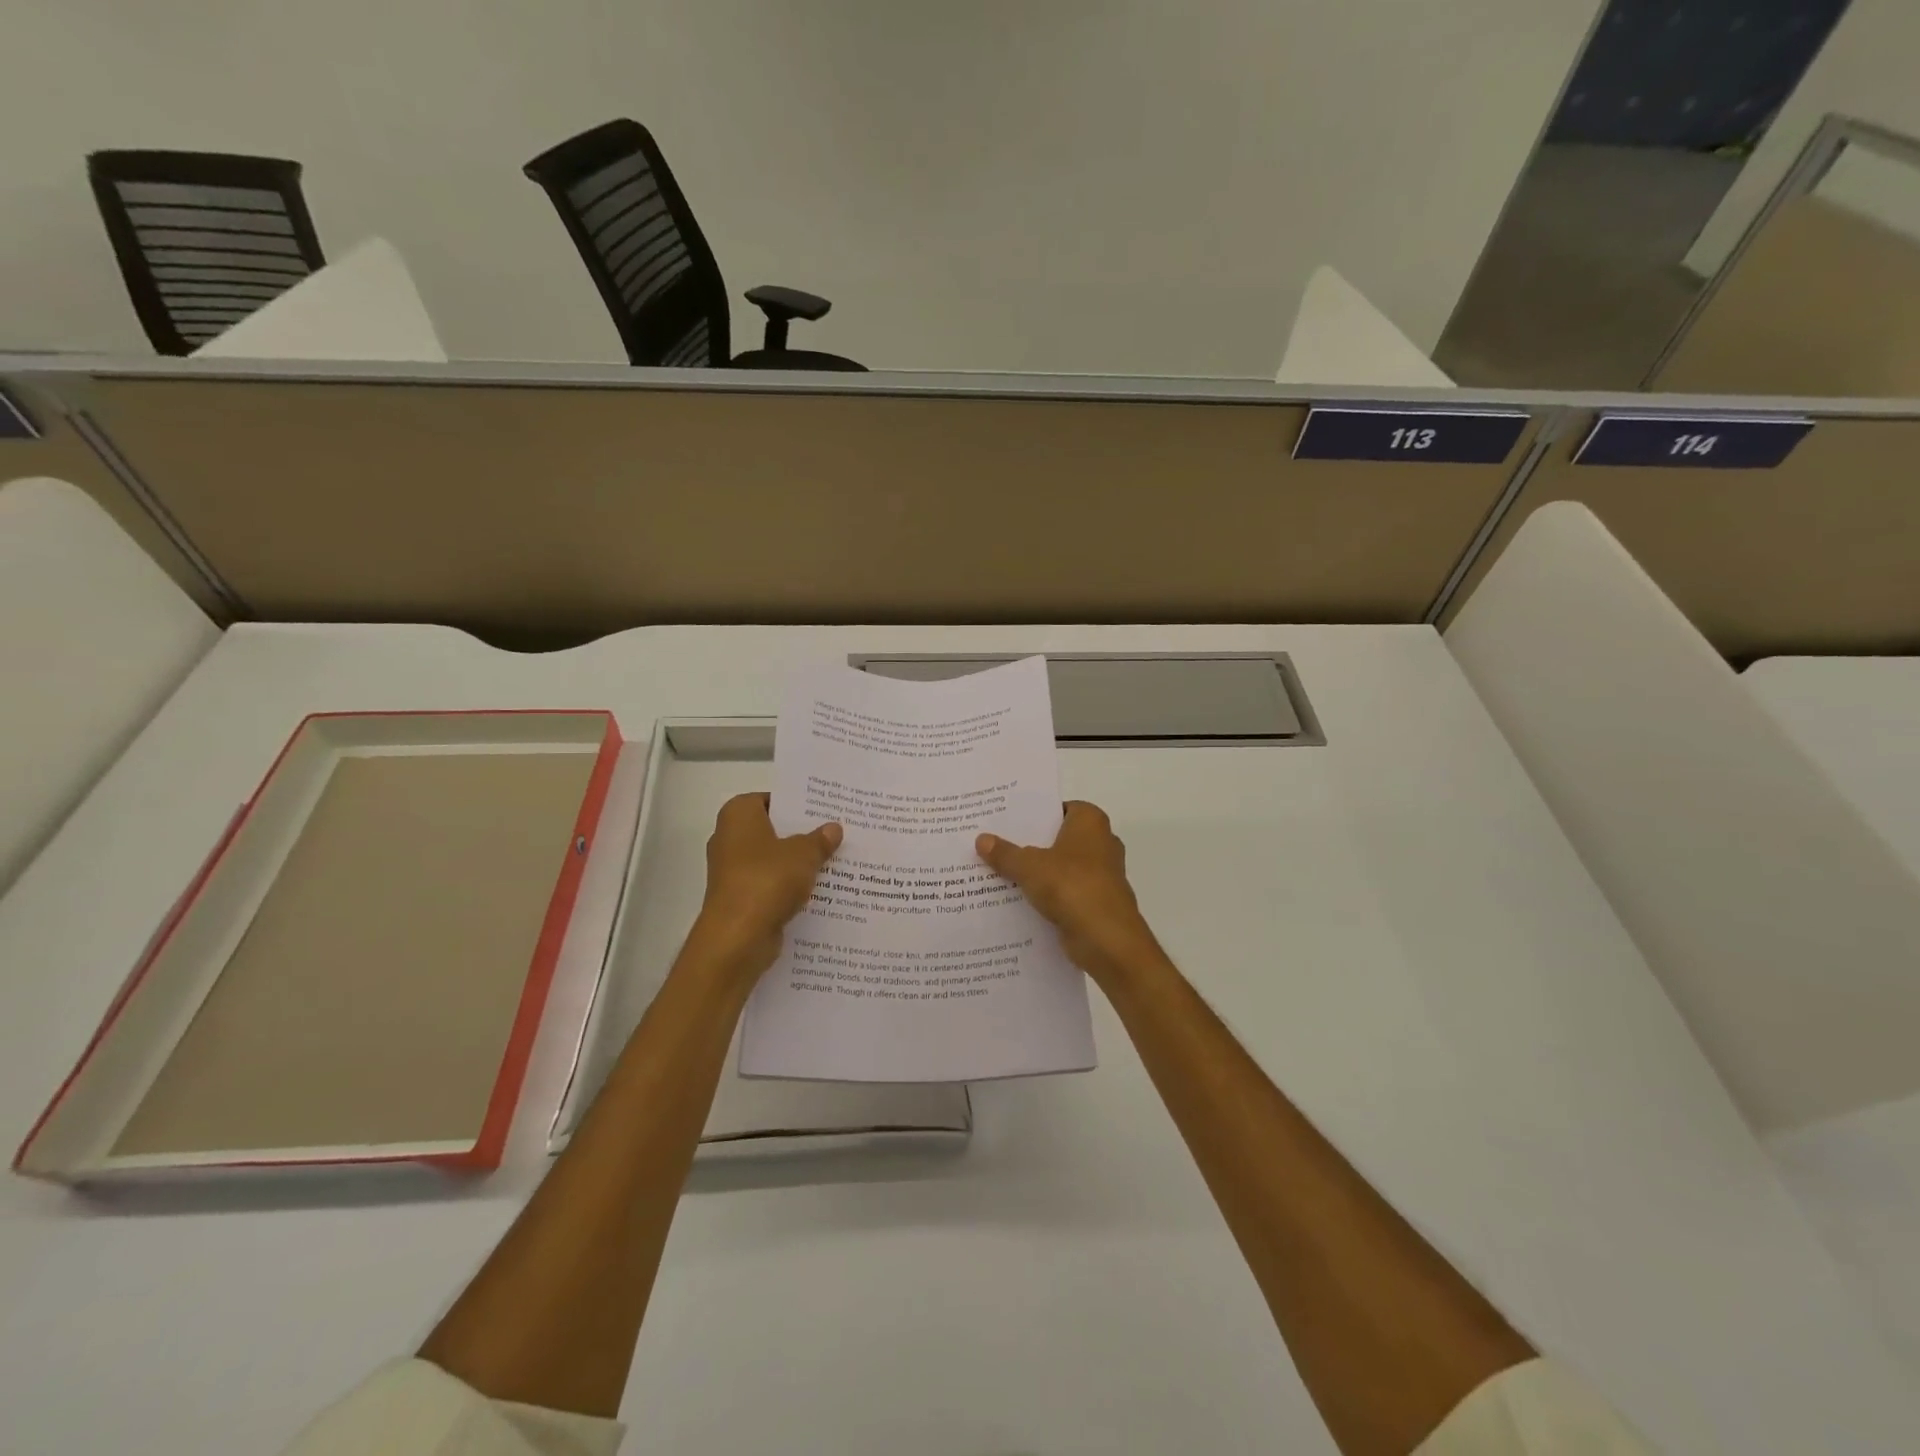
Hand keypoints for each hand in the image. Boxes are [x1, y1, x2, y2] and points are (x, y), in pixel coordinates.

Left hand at [688, 793, 841, 986]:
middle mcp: (729, 838)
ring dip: (797, 863)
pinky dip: (789, 887)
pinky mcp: (739, 899)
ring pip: (773, 860)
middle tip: (835, 833)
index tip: (824, 810)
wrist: (737, 937)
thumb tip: (833, 828)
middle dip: (801, 834)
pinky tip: (819, 890)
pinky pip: (770, 885)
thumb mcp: (803, 854)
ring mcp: (732, 871)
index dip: (796, 804)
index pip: (770, 799)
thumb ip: (819, 839)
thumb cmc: (767, 880)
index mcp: (738, 815)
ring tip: (834, 860)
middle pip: (772, 830)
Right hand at [977, 801, 1160, 984]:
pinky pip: (1063, 892)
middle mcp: (1100, 842)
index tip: (1003, 819)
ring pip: (1059, 867)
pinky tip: (1014, 900)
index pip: (1057, 808)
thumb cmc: (1072, 886)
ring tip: (995, 871)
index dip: (1032, 813)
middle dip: (1028, 843)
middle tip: (992, 843)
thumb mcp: (1029, 866)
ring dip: (1035, 872)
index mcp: (1091, 821)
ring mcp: (1101, 874)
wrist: (1107, 940)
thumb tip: (981, 839)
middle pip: (1056, 838)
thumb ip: (1005, 853)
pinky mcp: (1095, 902)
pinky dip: (1044, 895)